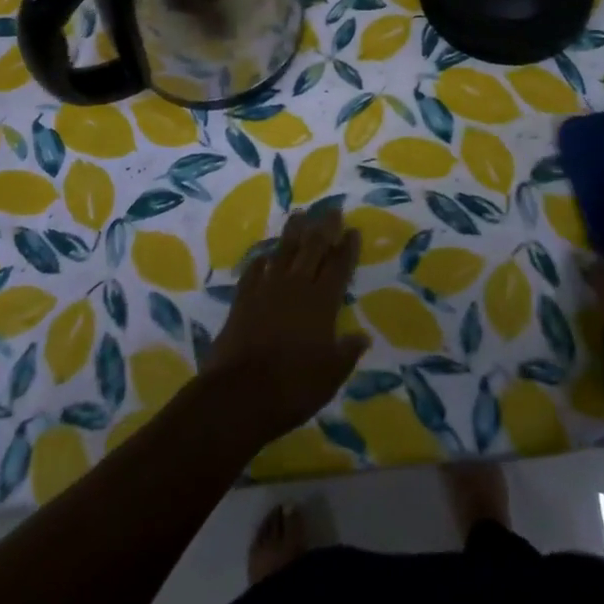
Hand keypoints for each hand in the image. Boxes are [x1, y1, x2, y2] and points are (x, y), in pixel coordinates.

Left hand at [201, 204, 369, 446]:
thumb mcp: (331, 375)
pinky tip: (264, 255)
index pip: (339, 266)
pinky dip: (261, 260)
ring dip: (293, 232)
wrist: (239, 395)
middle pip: (313, 247)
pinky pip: (254, 271)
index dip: (348, 247)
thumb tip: (363, 337)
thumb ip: (347, 352)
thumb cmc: (293, 387)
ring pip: (283, 250)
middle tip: (332, 209)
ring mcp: (267, 289)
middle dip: (324, 227)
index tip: (353, 230)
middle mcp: (296, 286)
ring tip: (300, 215)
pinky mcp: (243, 298)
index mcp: (322, 301)